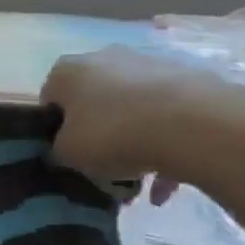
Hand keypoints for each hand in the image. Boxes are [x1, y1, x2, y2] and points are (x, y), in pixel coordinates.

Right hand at [40, 47, 244, 201]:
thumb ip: (57, 151)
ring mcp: (149, 65)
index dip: (55, 133)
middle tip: (104, 172)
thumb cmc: (114, 134)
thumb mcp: (68, 154)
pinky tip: (167, 186)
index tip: (68, 158)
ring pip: (131, 112)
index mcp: (68, 70)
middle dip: (98, 138)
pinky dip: (163, 147)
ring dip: (132, 145)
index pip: (50, 100)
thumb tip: (64, 151)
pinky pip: (166, 118)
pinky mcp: (187, 79)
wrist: (194, 124)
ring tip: (140, 184)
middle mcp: (104, 58)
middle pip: (93, 104)